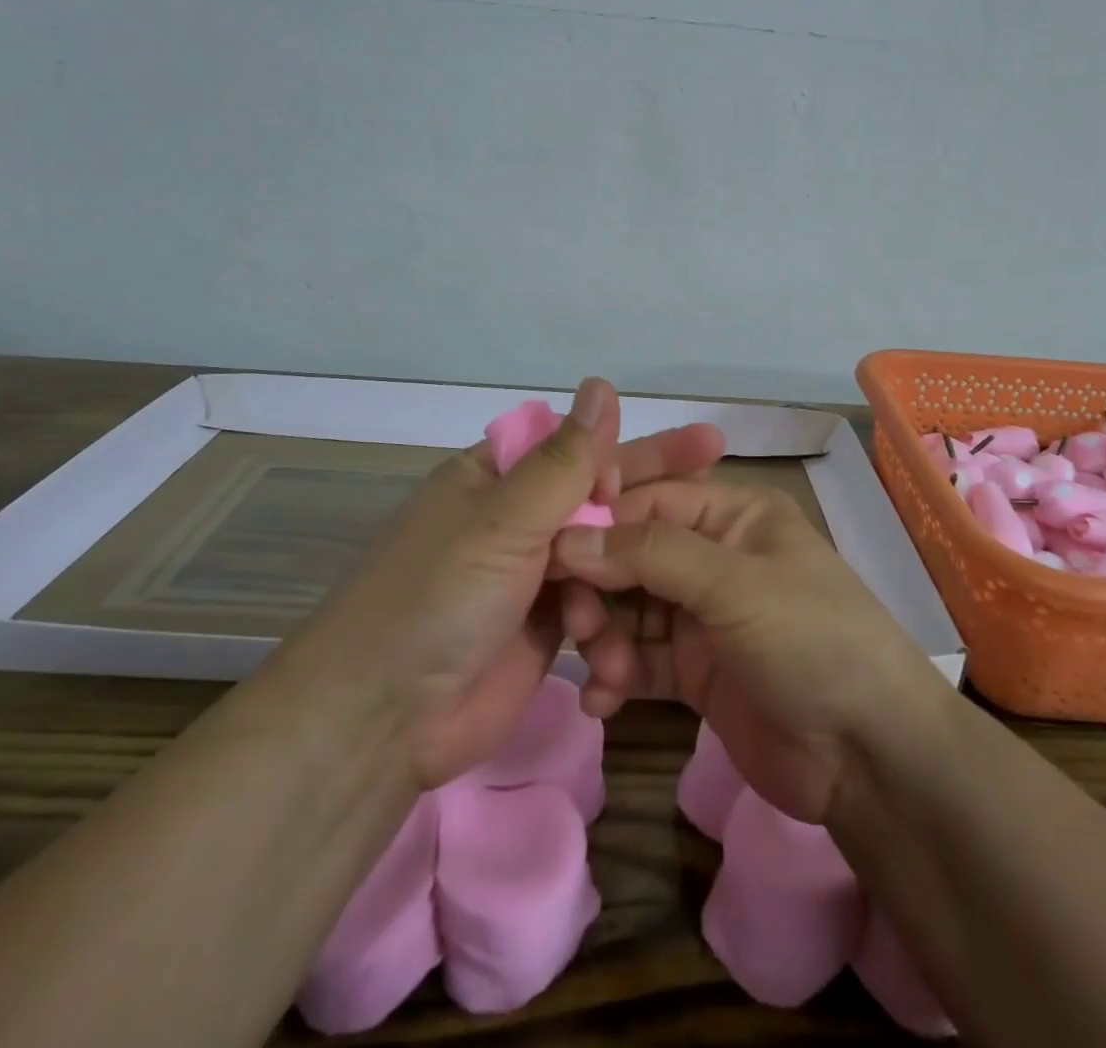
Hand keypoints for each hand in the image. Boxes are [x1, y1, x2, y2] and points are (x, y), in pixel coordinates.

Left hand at [306, 379, 724, 790]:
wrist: (384, 721)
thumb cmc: (439, 597)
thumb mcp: (504, 520)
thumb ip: (564, 460)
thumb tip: (602, 384)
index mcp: (496, 478)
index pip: (578, 448)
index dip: (635, 448)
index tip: (695, 449)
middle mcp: (515, 520)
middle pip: (599, 496)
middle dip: (656, 488)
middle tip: (721, 463)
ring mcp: (532, 575)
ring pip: (605, 552)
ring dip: (641, 558)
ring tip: (693, 557)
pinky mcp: (546, 626)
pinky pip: (598, 604)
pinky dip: (622, 609)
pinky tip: (658, 616)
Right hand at [552, 481, 947, 823]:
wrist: (870, 756)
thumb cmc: (811, 640)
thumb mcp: (734, 585)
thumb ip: (649, 555)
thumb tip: (567, 538)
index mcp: (733, 514)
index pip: (650, 499)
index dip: (599, 520)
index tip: (546, 549)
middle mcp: (713, 556)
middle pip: (632, 555)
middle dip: (599, 586)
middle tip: (576, 623)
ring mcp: (703, 616)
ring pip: (629, 610)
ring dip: (605, 636)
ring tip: (603, 670)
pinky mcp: (695, 671)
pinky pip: (639, 660)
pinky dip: (616, 676)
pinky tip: (603, 701)